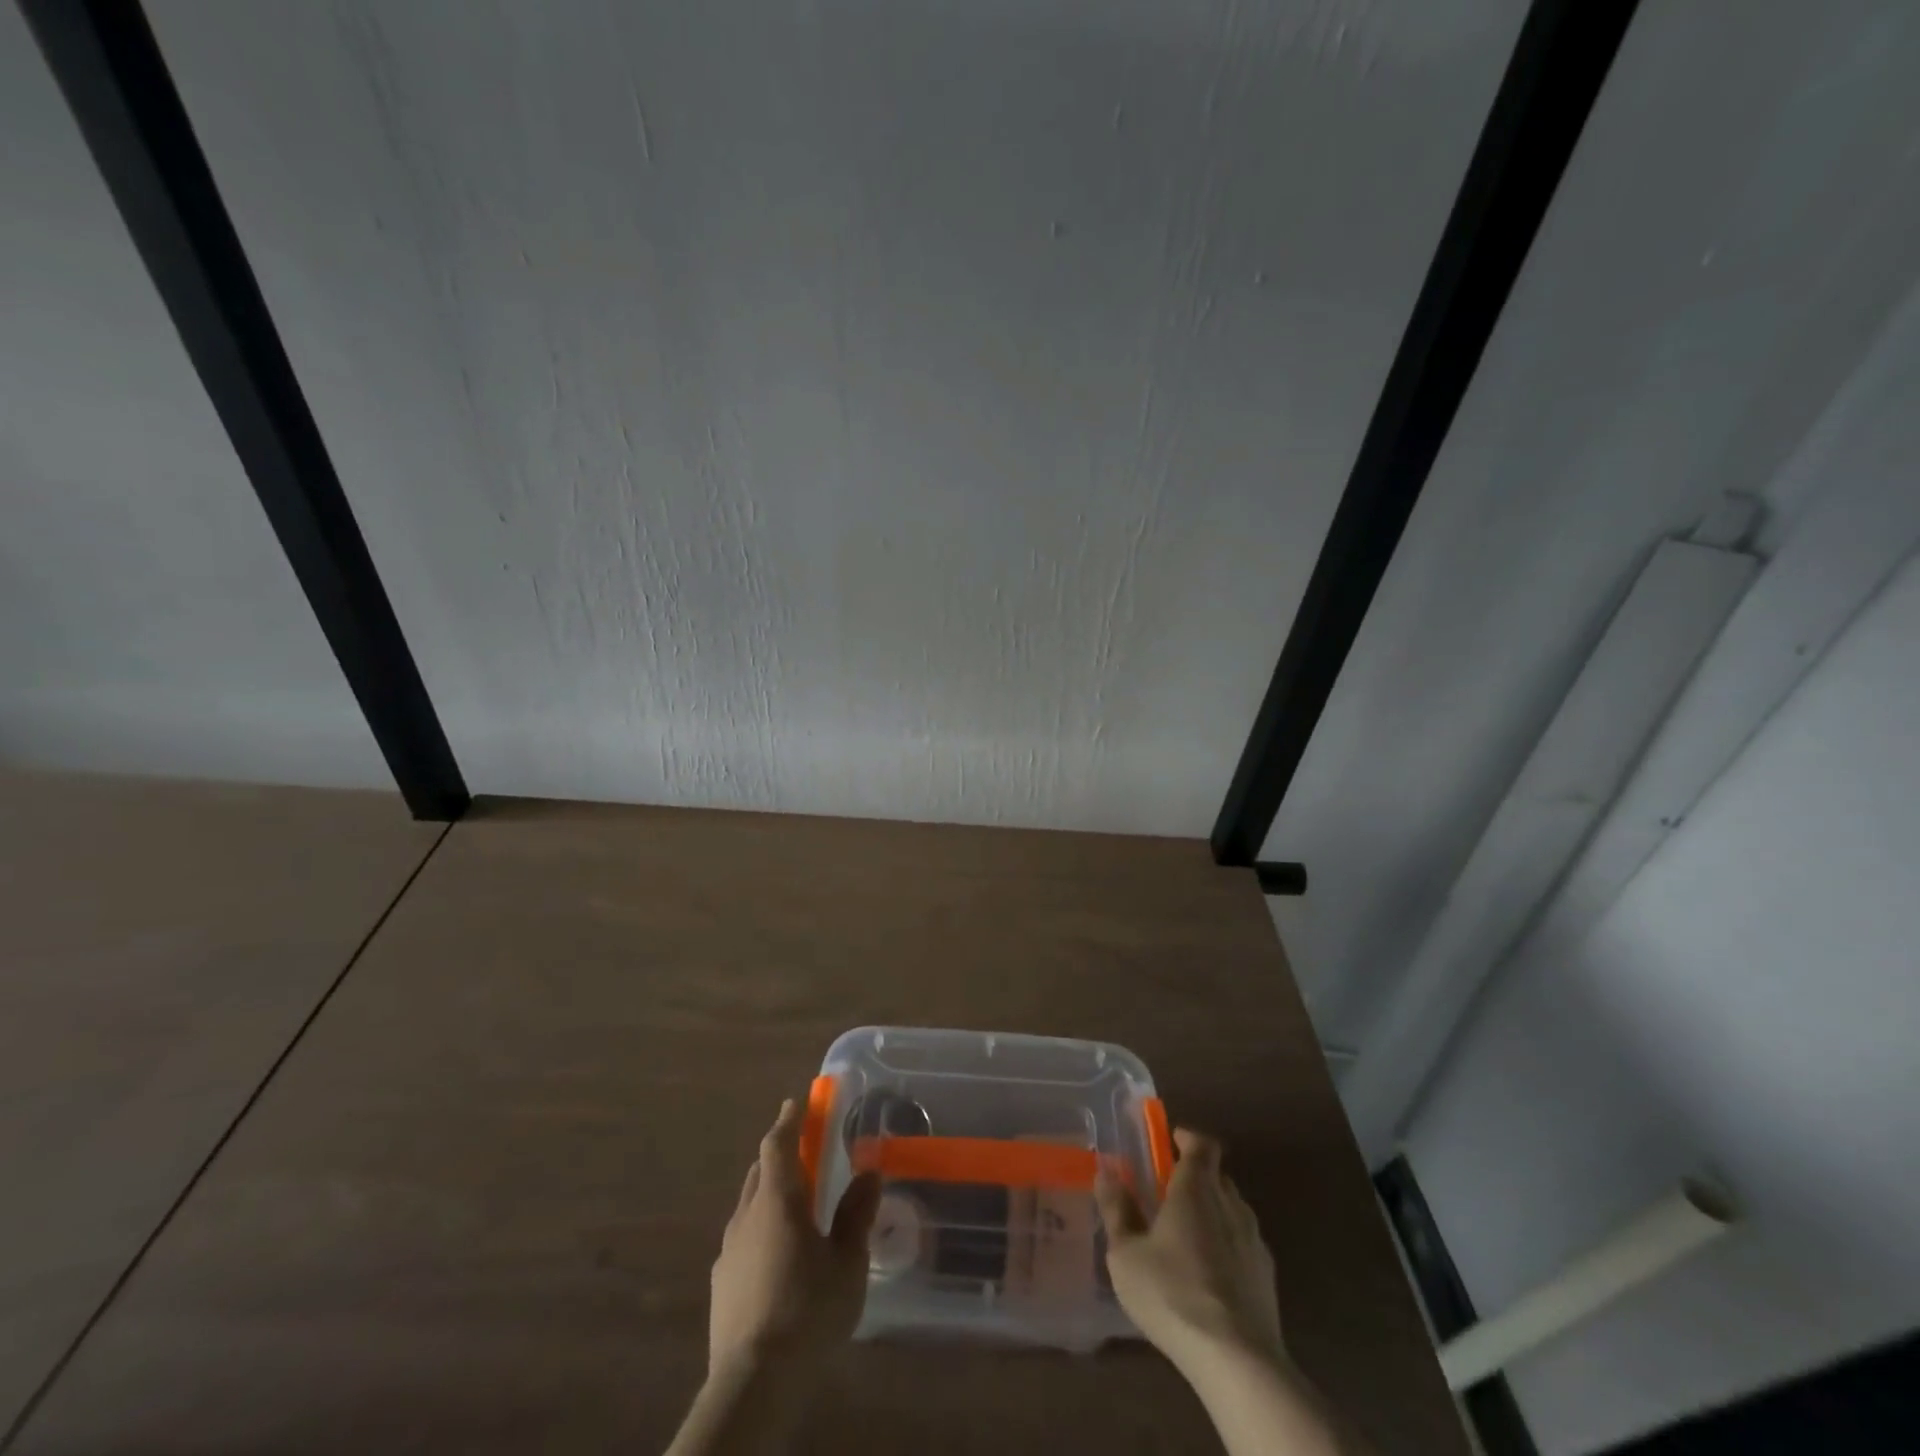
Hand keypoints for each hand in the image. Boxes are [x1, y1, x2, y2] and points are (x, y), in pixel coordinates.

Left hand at [708, 1098, 880, 1376]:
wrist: (754, 1381)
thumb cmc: (808, 1310)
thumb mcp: (848, 1262)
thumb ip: (857, 1214)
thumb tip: (868, 1173)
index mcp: (777, 1200)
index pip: (778, 1144)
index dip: (789, 1120)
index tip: (797, 1102)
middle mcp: (747, 1215)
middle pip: (760, 1171)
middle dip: (780, 1156)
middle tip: (805, 1156)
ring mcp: (729, 1250)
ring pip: (749, 1205)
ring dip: (770, 1195)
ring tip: (796, 1210)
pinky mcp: (721, 1284)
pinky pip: (742, 1239)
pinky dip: (760, 1231)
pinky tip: (777, 1258)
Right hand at [1096, 1128, 1284, 1370]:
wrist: (1238, 1360)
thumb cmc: (1172, 1294)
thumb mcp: (1127, 1254)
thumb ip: (1117, 1210)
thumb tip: (1106, 1173)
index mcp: (1196, 1188)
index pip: (1202, 1144)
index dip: (1187, 1138)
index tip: (1170, 1141)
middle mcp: (1230, 1204)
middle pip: (1217, 1175)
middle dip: (1196, 1176)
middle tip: (1168, 1193)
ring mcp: (1254, 1241)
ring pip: (1232, 1209)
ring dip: (1212, 1211)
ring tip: (1187, 1236)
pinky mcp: (1268, 1277)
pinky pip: (1244, 1244)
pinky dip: (1227, 1246)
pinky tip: (1210, 1275)